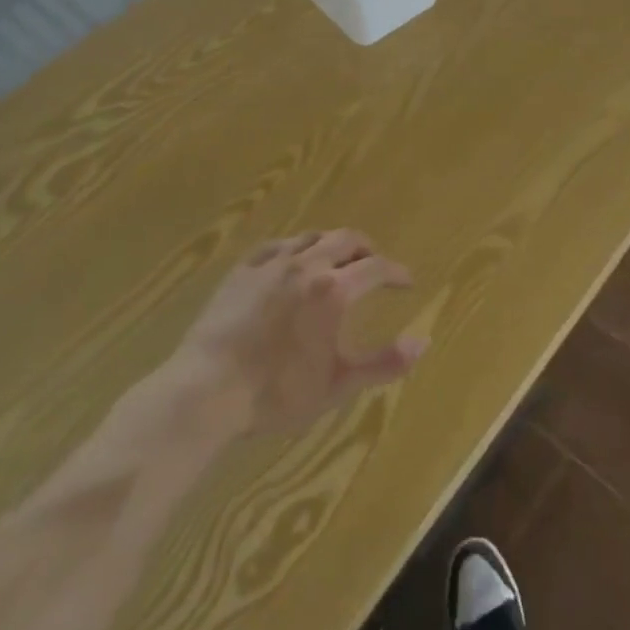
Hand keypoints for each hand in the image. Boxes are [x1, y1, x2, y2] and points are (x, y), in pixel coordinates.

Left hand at [141, 230, 425, 439]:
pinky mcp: (242, 269)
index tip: (406, 282)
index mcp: (334, 290)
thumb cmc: (276, 393)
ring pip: (312, 236)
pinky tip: (292, 261)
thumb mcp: (337, 385)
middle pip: (347, 239)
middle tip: (375, 265)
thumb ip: (384, 363)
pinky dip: (295, 248)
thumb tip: (424, 343)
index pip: (377, 268)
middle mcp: (307, 264)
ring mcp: (271, 263)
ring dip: (332, 244)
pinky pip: (276, 245)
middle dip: (367, 249)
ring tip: (337, 261)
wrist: (205, 391)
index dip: (396, 273)